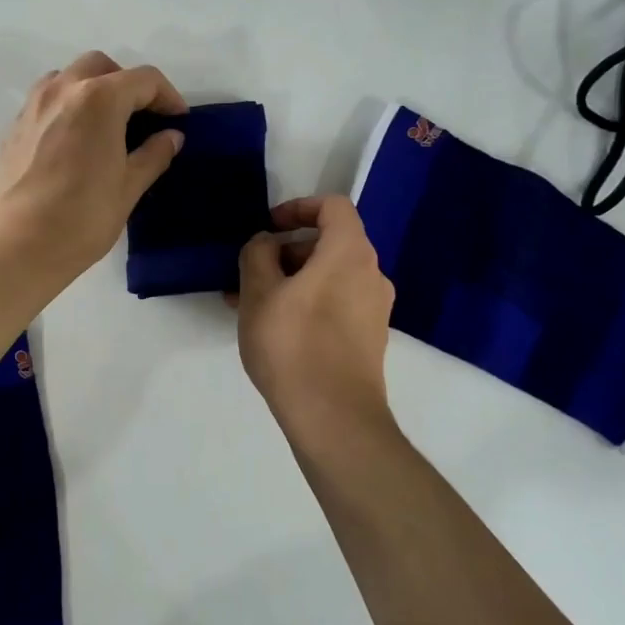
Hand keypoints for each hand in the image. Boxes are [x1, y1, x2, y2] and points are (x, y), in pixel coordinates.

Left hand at [0, 51, 187, 285]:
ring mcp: (32, 107)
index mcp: (98, 99)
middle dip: (127, 84)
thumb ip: (153, 154)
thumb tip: (171, 137)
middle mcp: (62, 91)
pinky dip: (66, 107)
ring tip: (105, 125)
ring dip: (92, 89)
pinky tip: (74, 142)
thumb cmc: (83, 217)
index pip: (143, 80)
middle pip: (101, 67)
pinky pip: (45, 101)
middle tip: (141, 117)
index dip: (167, 96)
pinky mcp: (13, 128)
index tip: (177, 120)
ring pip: (67, 77)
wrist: (19, 246)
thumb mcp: (129, 187)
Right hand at [234, 196, 395, 443]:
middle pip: (329, 244)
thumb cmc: (292, 345)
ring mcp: (375, 309)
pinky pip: (336, 303)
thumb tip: (266, 243)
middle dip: (286, 252)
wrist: (334, 417)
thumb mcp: (259, 293)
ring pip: (329, 277)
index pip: (333, 207)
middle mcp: (371, 274)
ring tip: (250, 306)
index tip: (268, 228)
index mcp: (350, 253)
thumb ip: (257, 254)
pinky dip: (307, 303)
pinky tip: (274, 329)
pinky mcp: (369, 338)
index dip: (298, 208)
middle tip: (249, 274)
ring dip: (291, 281)